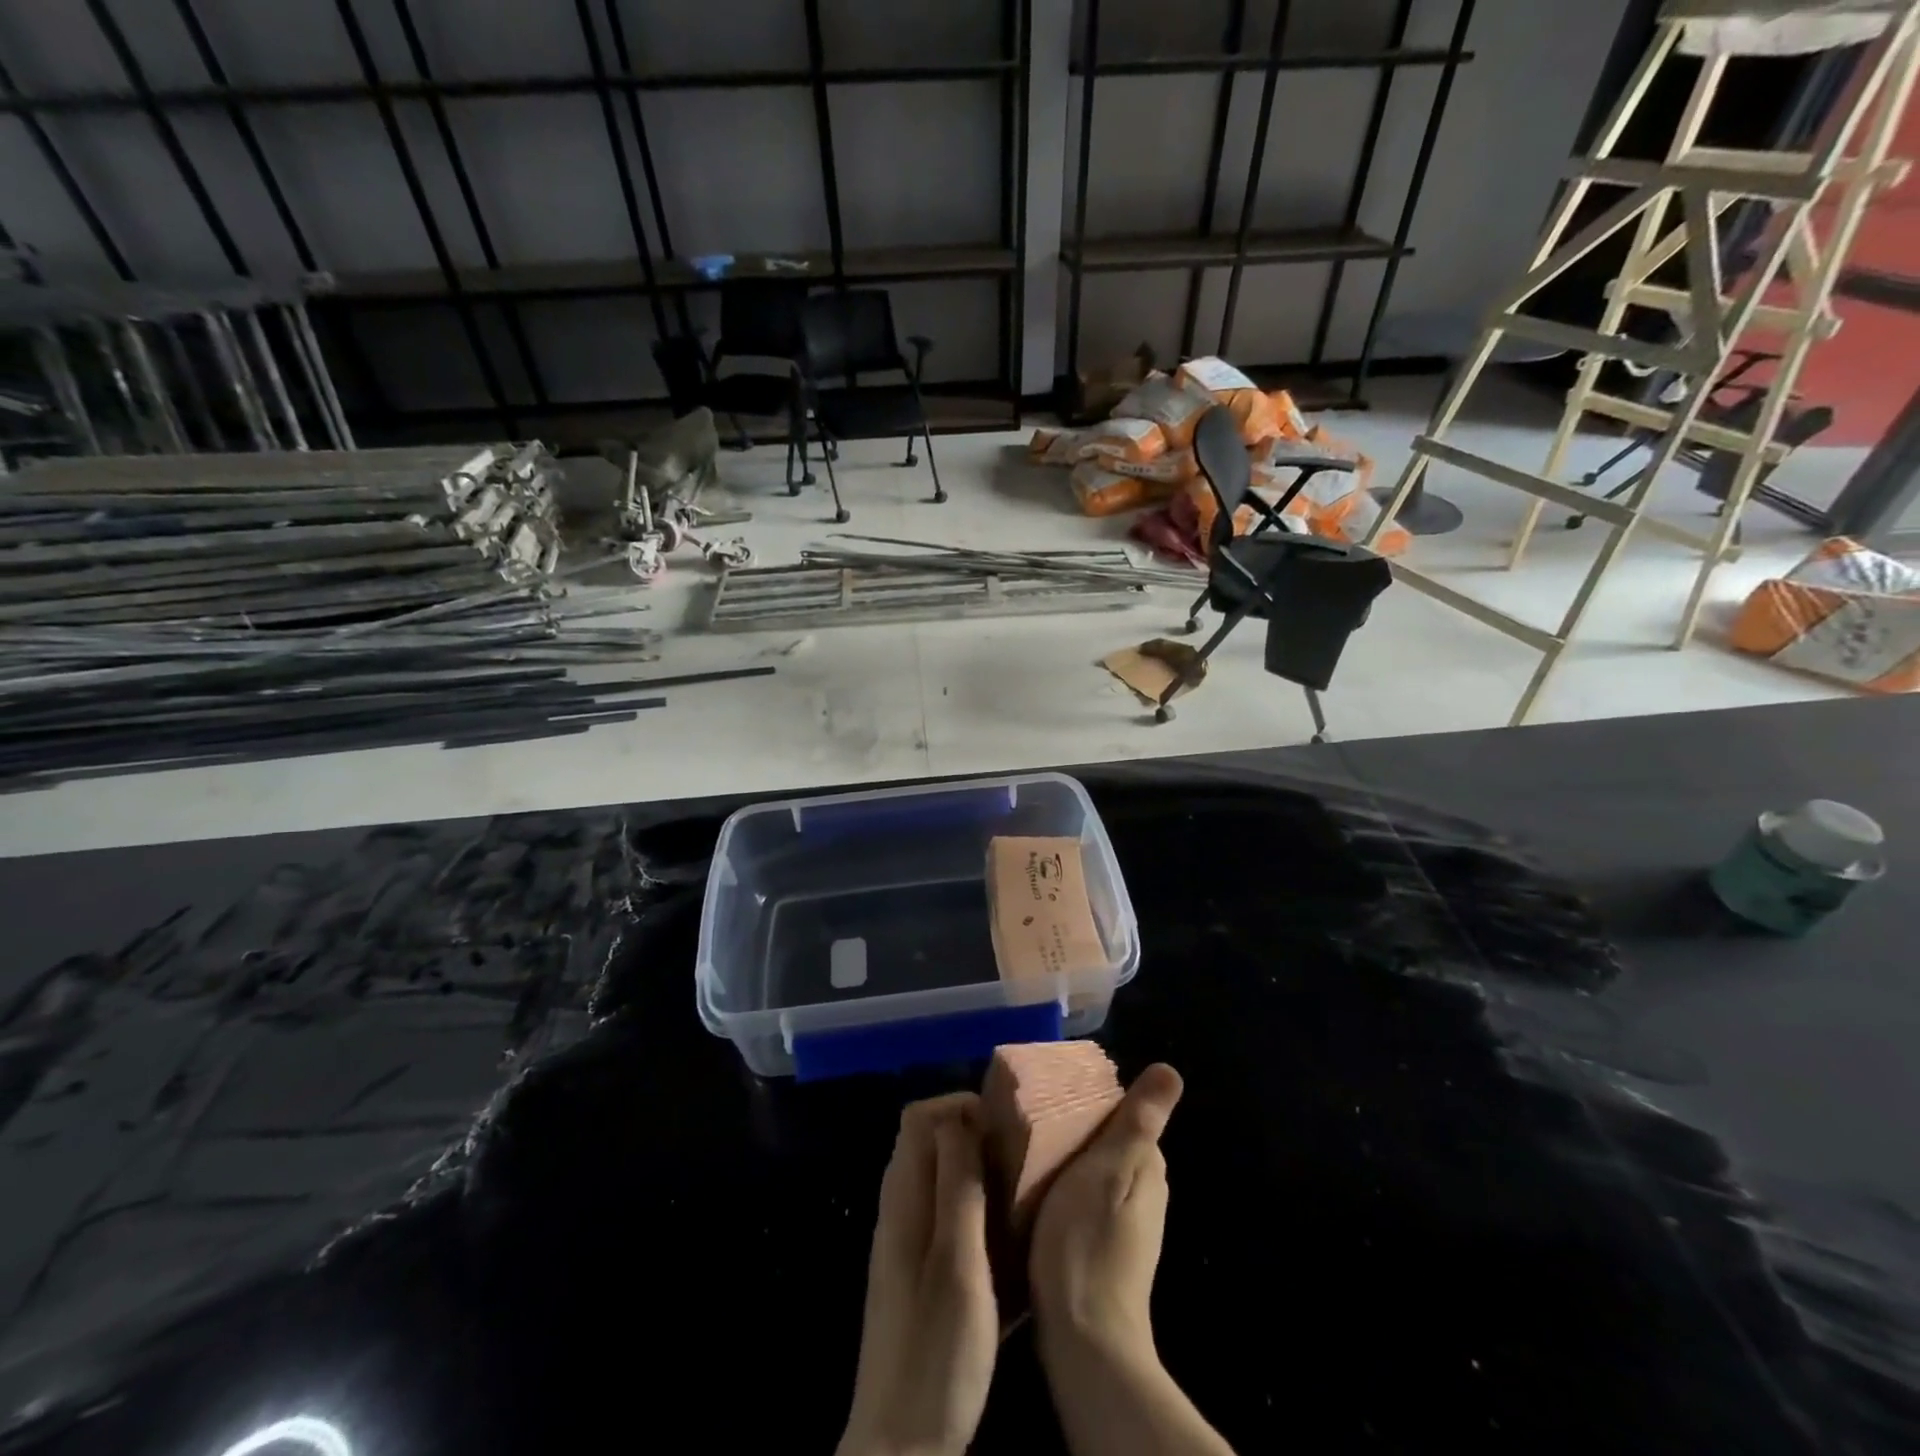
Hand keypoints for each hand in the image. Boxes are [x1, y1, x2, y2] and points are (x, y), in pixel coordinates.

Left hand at [838, 1093, 999, 1455]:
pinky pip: (942, 1209)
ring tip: (1017, 1179)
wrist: (900, 1445)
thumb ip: (957, 1188)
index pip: (918, 1117)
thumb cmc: (936, 1351)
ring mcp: (904, 1241)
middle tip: (1016, 1147)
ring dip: (973, 1165)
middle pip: (926, 1141)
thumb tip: (959, 1118)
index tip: (1001, 1122)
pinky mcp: (916, 1270)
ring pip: (936, 1175)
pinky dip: (970, 1201)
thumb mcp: (958, 1264)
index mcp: (903, 1199)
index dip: (957, 1105)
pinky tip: (1002, 1228)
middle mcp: (897, 1209)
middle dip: (969, 1130)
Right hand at [1028, 1064, 1184, 1362]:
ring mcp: (1125, 1225)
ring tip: (1023, 1154)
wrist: (1084, 1339)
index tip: (1050, 1096)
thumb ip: (1138, 1121)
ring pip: (1092, 1171)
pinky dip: (1062, 1189)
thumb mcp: (1110, 1168)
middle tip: (1029, 1123)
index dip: (1088, 1101)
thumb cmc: (1089, 1240)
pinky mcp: (1102, 1248)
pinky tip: (1034, 1196)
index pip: (1121, 1113)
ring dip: (1064, 1160)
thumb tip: (1171, 1070)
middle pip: (1106, 1142)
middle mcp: (1145, 1192)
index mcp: (1149, 1167)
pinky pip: (1082, 1200)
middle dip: (1073, 1129)